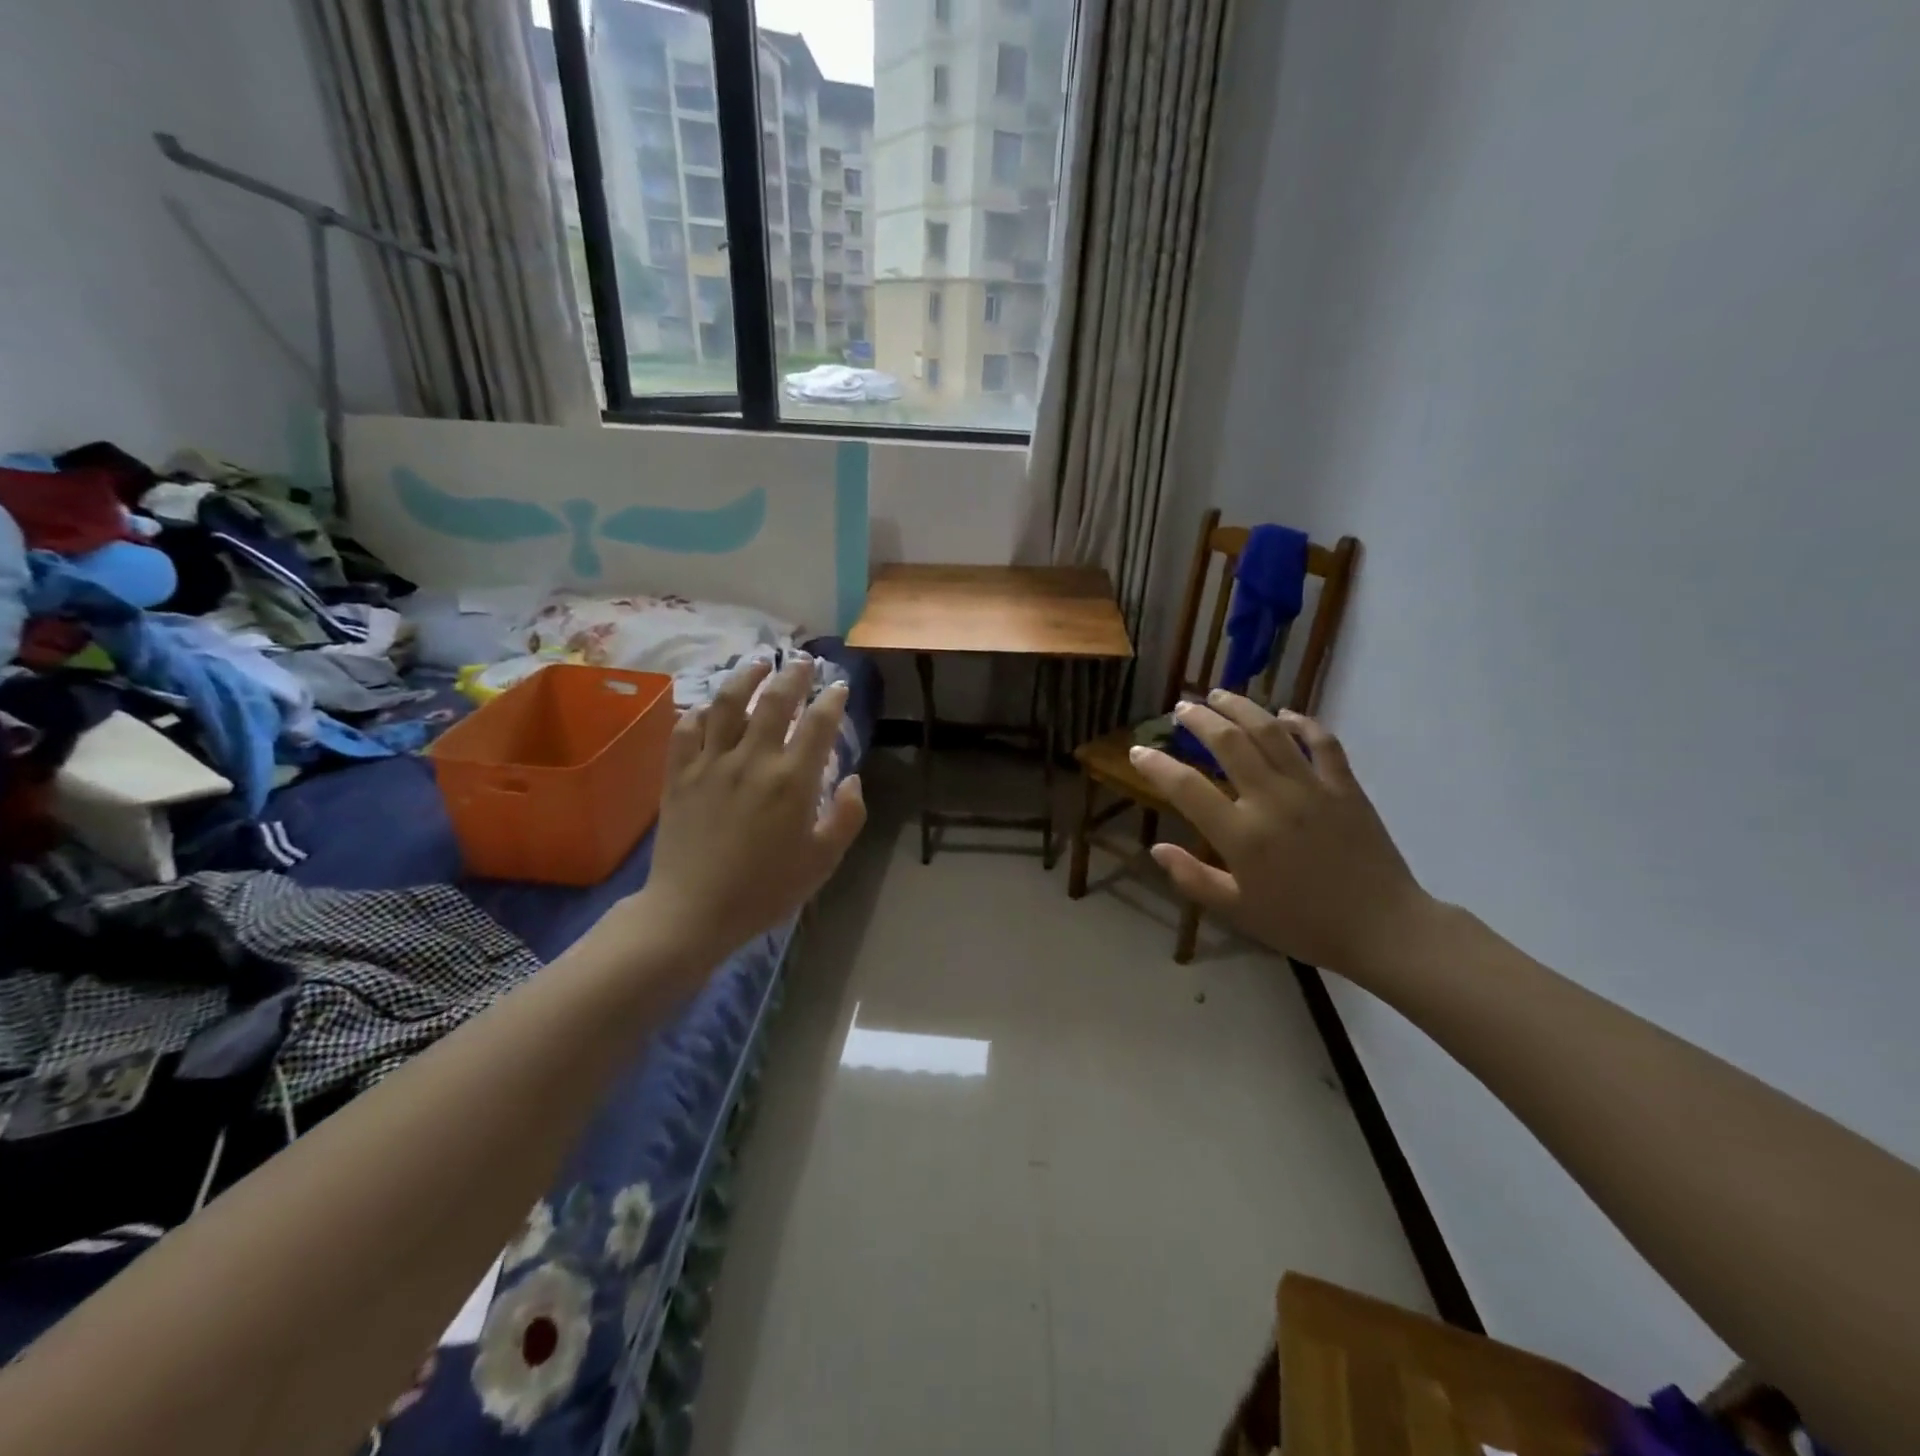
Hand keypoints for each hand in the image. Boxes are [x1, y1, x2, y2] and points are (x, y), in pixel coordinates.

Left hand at [634, 660, 865, 968]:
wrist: (692, 912)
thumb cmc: (765, 890)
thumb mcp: (823, 861)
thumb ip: (846, 816)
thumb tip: (852, 779)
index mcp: (792, 780)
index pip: (818, 723)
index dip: (832, 699)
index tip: (839, 687)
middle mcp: (752, 759)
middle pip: (775, 700)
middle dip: (794, 674)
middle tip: (803, 660)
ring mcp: (710, 763)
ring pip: (728, 702)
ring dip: (747, 675)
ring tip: (759, 661)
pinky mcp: (678, 774)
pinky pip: (687, 728)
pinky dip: (702, 709)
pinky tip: (712, 704)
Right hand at [1131, 693, 1433, 977]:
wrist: (1383, 929)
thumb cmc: (1303, 925)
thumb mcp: (1238, 911)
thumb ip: (1193, 879)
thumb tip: (1157, 850)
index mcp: (1241, 835)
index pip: (1186, 788)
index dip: (1157, 766)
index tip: (1138, 751)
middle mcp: (1271, 800)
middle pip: (1228, 742)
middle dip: (1199, 719)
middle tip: (1181, 708)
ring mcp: (1311, 788)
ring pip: (1270, 732)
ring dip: (1241, 707)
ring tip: (1219, 695)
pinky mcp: (1345, 787)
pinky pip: (1322, 743)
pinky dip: (1302, 722)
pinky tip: (1284, 714)